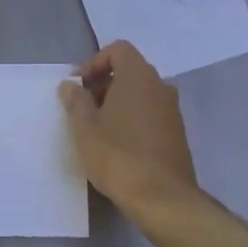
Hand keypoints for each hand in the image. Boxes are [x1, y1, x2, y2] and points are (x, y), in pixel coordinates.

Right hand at [59, 41, 198, 210]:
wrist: (161, 196)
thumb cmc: (117, 156)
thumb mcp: (84, 128)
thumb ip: (76, 101)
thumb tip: (71, 85)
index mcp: (138, 77)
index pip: (118, 50)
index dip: (94, 62)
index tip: (77, 85)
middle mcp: (160, 86)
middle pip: (130, 71)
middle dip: (103, 84)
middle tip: (82, 108)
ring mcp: (172, 110)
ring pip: (141, 94)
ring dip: (117, 103)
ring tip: (96, 128)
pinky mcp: (177, 133)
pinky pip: (150, 113)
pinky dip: (132, 118)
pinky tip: (117, 144)